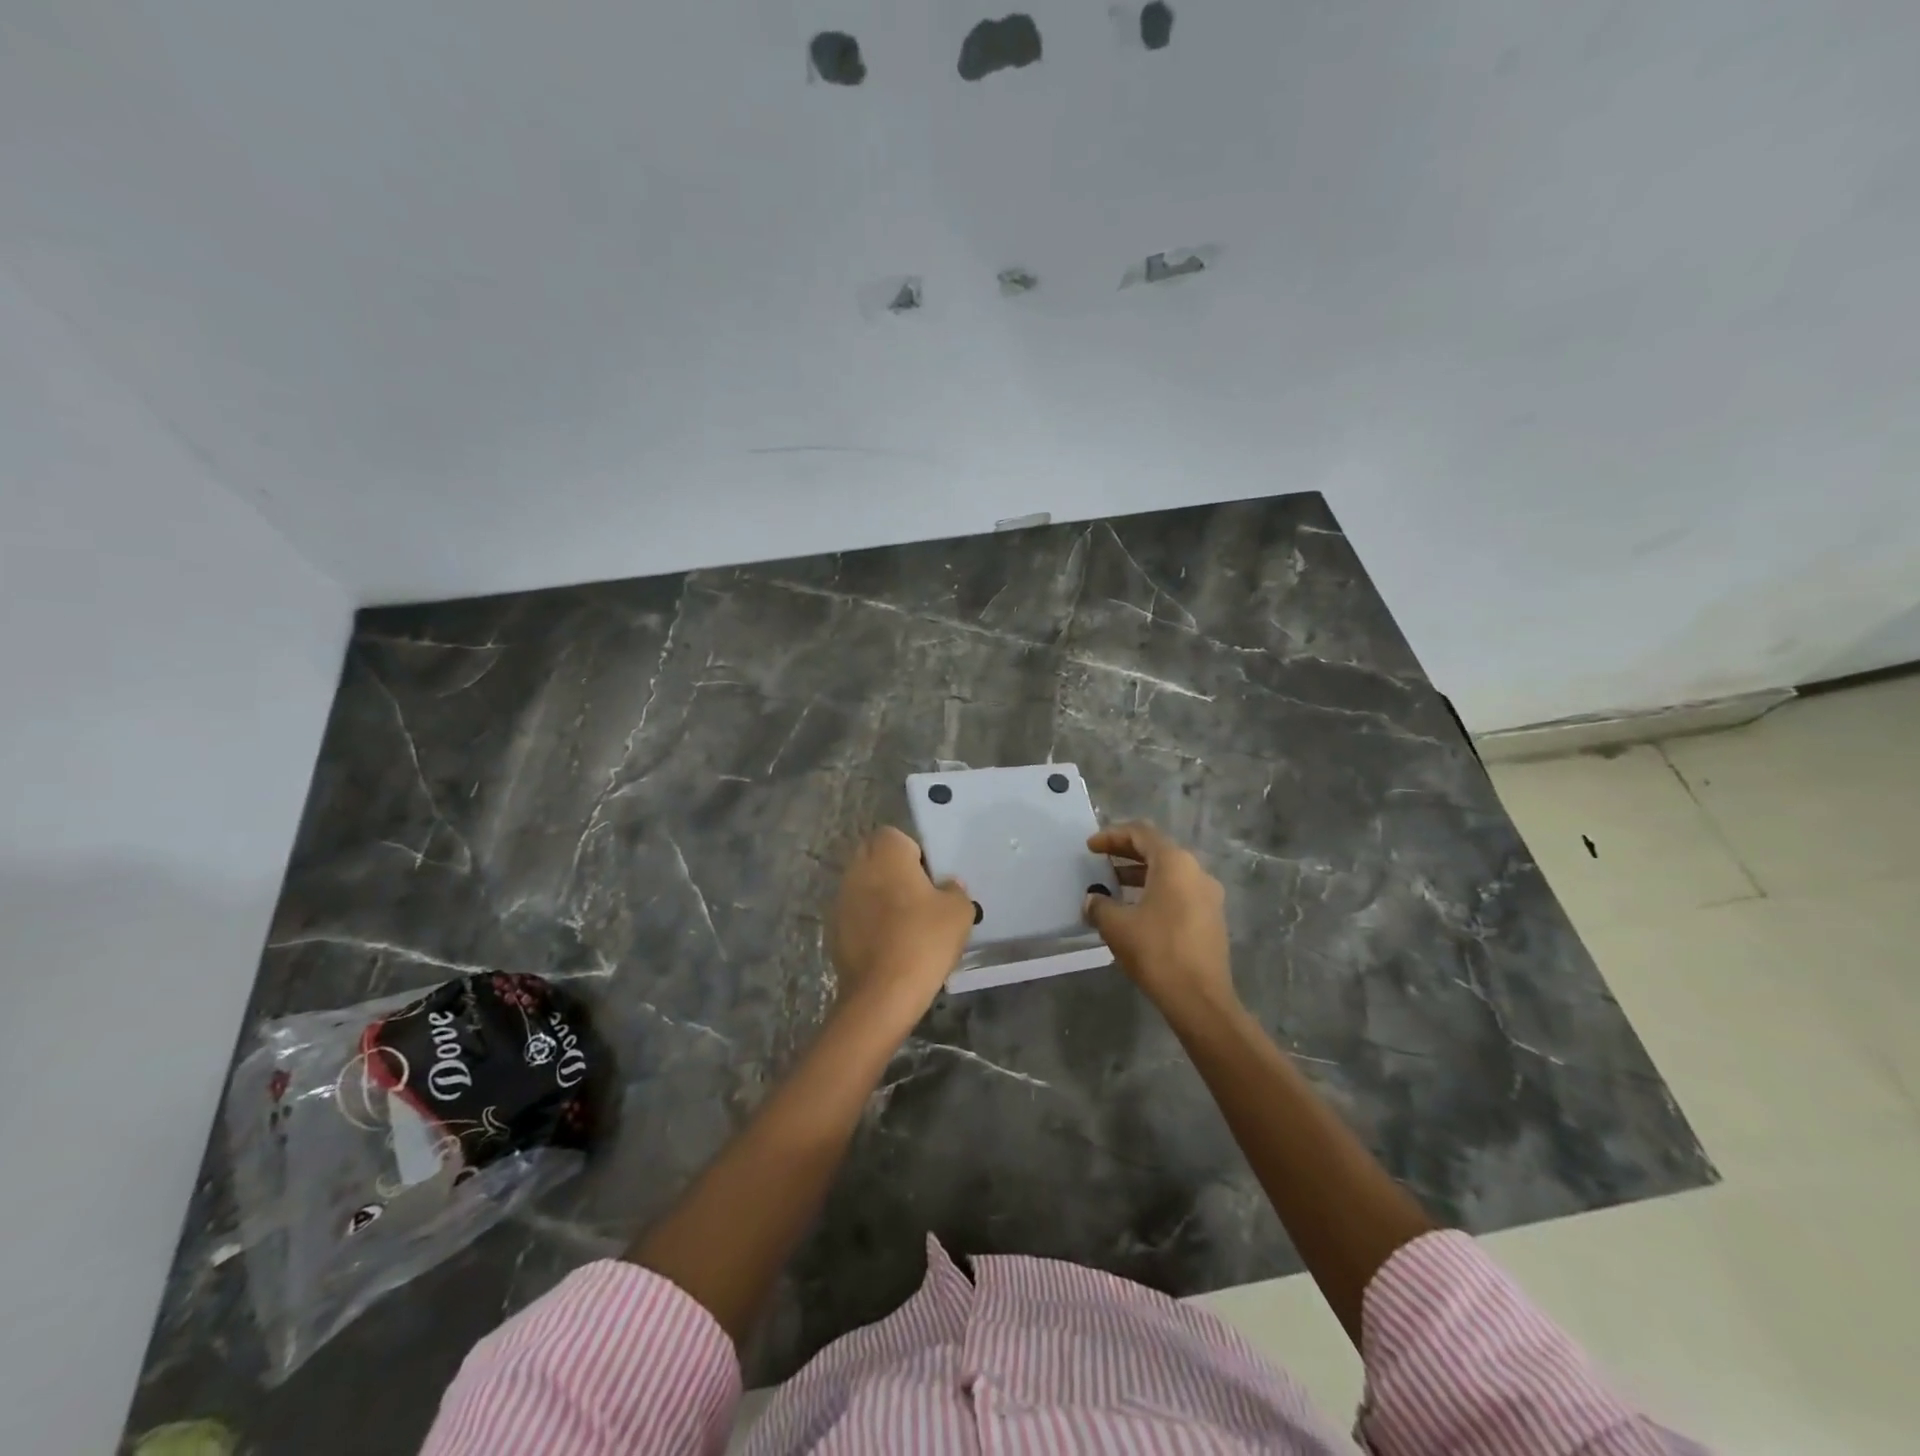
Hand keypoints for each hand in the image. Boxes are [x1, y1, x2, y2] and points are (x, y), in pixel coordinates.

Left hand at [828, 827, 973, 1024]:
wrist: (882, 993)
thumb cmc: (923, 940)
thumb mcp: (959, 912)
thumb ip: (955, 890)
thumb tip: (948, 886)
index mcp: (885, 854)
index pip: (895, 836)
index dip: (914, 852)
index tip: (930, 878)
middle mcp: (857, 869)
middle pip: (875, 858)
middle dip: (894, 872)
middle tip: (920, 898)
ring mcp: (840, 900)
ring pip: (863, 886)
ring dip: (880, 897)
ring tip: (906, 924)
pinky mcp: (833, 930)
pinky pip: (856, 914)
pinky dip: (870, 922)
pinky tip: (890, 945)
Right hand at [1084, 822, 1236, 1017]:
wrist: (1200, 999)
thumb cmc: (1156, 951)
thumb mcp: (1116, 925)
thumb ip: (1099, 905)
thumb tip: (1093, 899)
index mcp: (1175, 863)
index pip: (1141, 833)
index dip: (1112, 836)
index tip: (1090, 847)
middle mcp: (1196, 872)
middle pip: (1157, 850)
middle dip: (1126, 853)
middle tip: (1100, 861)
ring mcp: (1209, 896)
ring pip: (1170, 873)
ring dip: (1140, 874)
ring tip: (1113, 886)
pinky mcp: (1212, 918)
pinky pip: (1180, 892)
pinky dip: (1156, 891)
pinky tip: (1136, 910)